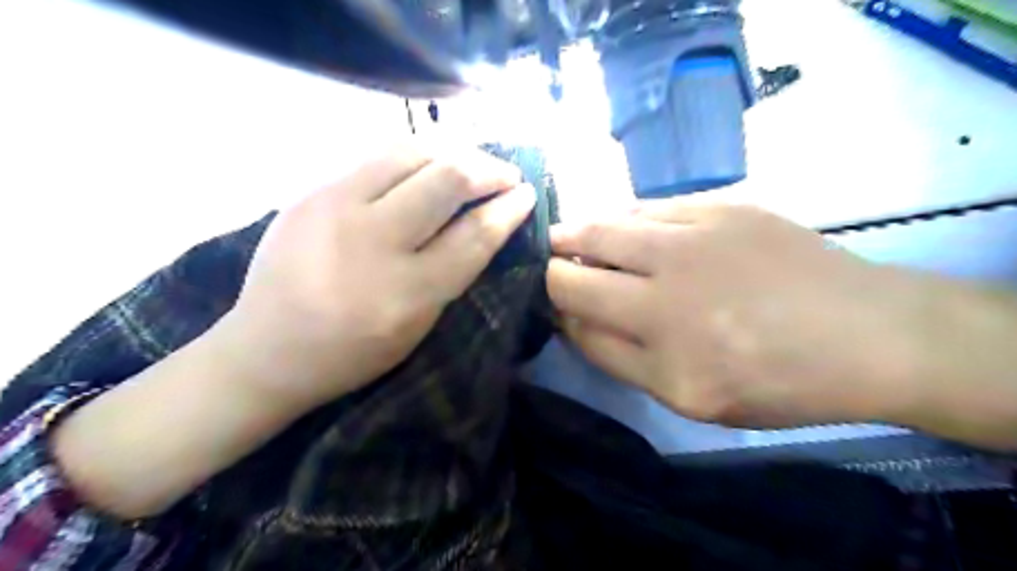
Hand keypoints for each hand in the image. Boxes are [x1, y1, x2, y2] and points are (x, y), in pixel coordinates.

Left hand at [219, 142, 535, 412]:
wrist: (266, 349)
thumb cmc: (353, 353)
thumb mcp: (418, 327)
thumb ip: (453, 273)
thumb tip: (487, 223)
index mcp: (405, 293)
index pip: (474, 235)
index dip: (508, 210)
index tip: (527, 194)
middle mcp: (372, 242)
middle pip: (446, 179)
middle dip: (489, 169)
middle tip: (506, 175)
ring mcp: (335, 207)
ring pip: (411, 152)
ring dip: (453, 152)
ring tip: (470, 163)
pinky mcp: (311, 191)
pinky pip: (376, 157)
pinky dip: (416, 156)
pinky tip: (428, 165)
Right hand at [548, 200, 923, 426]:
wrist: (865, 333)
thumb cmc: (775, 380)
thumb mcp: (688, 397)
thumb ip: (618, 358)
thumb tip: (570, 318)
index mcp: (662, 345)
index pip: (574, 311)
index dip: (553, 304)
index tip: (552, 301)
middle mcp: (668, 285)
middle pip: (576, 262)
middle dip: (553, 265)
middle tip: (551, 263)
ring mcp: (694, 236)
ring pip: (604, 224)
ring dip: (578, 233)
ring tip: (570, 237)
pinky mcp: (719, 206)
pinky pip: (646, 207)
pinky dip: (622, 219)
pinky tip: (623, 227)